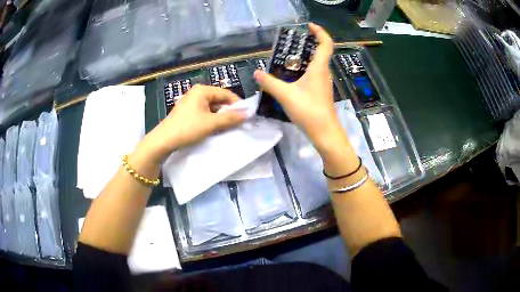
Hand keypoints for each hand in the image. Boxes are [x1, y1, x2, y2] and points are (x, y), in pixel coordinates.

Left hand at [137, 85, 245, 163]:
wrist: (164, 140)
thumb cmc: (187, 128)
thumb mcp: (211, 124)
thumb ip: (230, 118)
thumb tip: (247, 114)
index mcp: (202, 90)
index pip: (226, 94)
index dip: (237, 104)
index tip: (246, 116)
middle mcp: (197, 93)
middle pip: (219, 100)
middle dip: (229, 111)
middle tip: (238, 123)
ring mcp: (191, 102)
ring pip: (212, 107)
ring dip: (220, 117)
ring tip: (228, 127)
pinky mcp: (187, 111)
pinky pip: (204, 112)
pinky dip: (211, 119)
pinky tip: (215, 128)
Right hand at [254, 23, 340, 146]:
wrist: (325, 133)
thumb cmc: (309, 110)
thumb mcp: (285, 95)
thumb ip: (269, 83)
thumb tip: (256, 72)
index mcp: (319, 68)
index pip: (325, 44)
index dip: (320, 32)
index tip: (309, 26)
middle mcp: (324, 73)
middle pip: (320, 53)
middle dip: (308, 44)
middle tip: (291, 43)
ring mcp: (323, 84)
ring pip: (316, 65)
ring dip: (305, 58)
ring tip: (287, 58)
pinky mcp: (321, 93)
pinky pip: (313, 75)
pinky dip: (304, 70)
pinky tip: (291, 77)